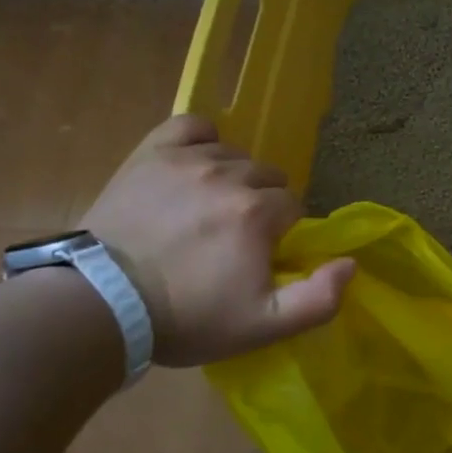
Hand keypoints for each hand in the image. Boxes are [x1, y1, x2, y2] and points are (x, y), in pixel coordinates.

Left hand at [81, 115, 353, 365]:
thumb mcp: (262, 326)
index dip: (280, 232)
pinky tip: (194, 163)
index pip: (293, 206)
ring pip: (234, 154)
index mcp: (258, 212)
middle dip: (259, 204)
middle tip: (231, 238)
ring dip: (231, 178)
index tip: (257, 256)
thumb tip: (350, 263)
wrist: (100, 304)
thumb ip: (319, 299)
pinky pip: (192, 126)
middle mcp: (230, 174)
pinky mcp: (152, 153)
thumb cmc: (186, 318)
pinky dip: (201, 140)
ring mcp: (188, 159)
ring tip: (206, 209)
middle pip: (267, 177)